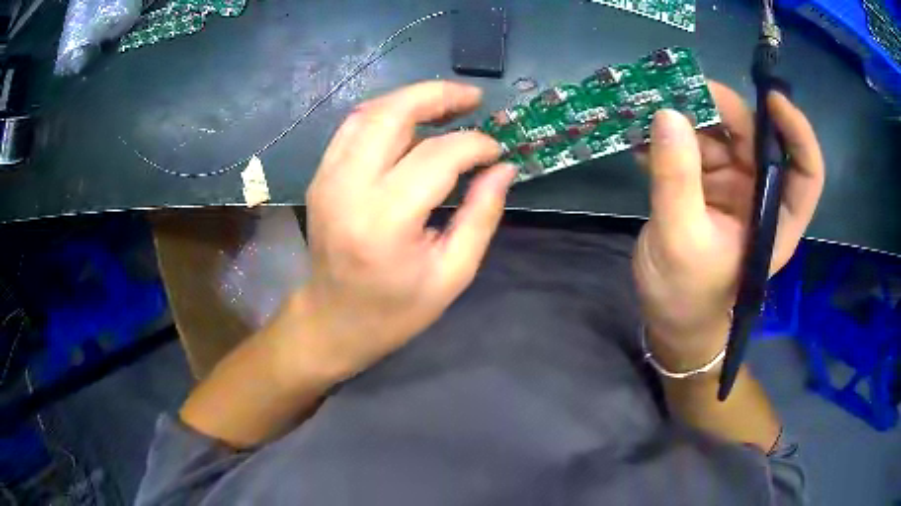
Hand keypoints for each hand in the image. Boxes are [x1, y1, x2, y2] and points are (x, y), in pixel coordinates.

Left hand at [277, 81, 514, 384]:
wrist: (333, 320)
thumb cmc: (396, 309)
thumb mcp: (452, 274)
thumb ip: (481, 216)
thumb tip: (504, 168)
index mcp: (386, 221)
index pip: (436, 156)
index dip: (474, 144)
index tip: (496, 151)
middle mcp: (349, 188)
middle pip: (393, 115)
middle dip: (437, 95)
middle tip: (472, 98)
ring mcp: (327, 178)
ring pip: (369, 113)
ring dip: (411, 99)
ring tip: (447, 103)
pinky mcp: (320, 176)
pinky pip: (352, 127)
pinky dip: (385, 114)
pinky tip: (411, 120)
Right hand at [633, 82, 824, 369]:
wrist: (668, 319)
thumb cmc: (686, 294)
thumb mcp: (681, 239)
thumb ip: (677, 178)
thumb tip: (668, 114)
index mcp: (774, 217)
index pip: (804, 170)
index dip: (796, 131)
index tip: (771, 99)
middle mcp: (759, 195)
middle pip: (754, 139)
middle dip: (722, 111)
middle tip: (679, 92)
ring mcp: (731, 187)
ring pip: (718, 136)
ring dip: (685, 122)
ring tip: (646, 116)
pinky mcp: (705, 185)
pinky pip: (691, 149)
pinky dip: (668, 140)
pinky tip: (640, 144)